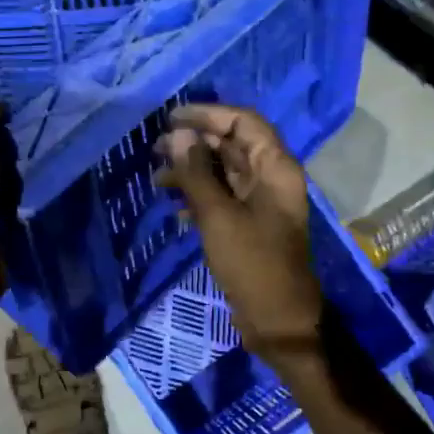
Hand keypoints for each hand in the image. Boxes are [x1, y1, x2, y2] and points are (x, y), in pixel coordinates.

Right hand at [156, 104, 322, 366]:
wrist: (278, 320)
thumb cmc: (252, 263)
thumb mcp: (218, 216)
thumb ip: (196, 173)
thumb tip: (177, 136)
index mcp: (275, 168)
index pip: (243, 122)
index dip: (208, 114)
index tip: (171, 119)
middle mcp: (271, 178)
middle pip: (232, 144)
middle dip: (194, 142)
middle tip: (155, 148)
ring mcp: (260, 203)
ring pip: (223, 171)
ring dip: (191, 170)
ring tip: (156, 178)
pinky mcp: (248, 224)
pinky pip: (221, 197)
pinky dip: (197, 195)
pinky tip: (173, 206)